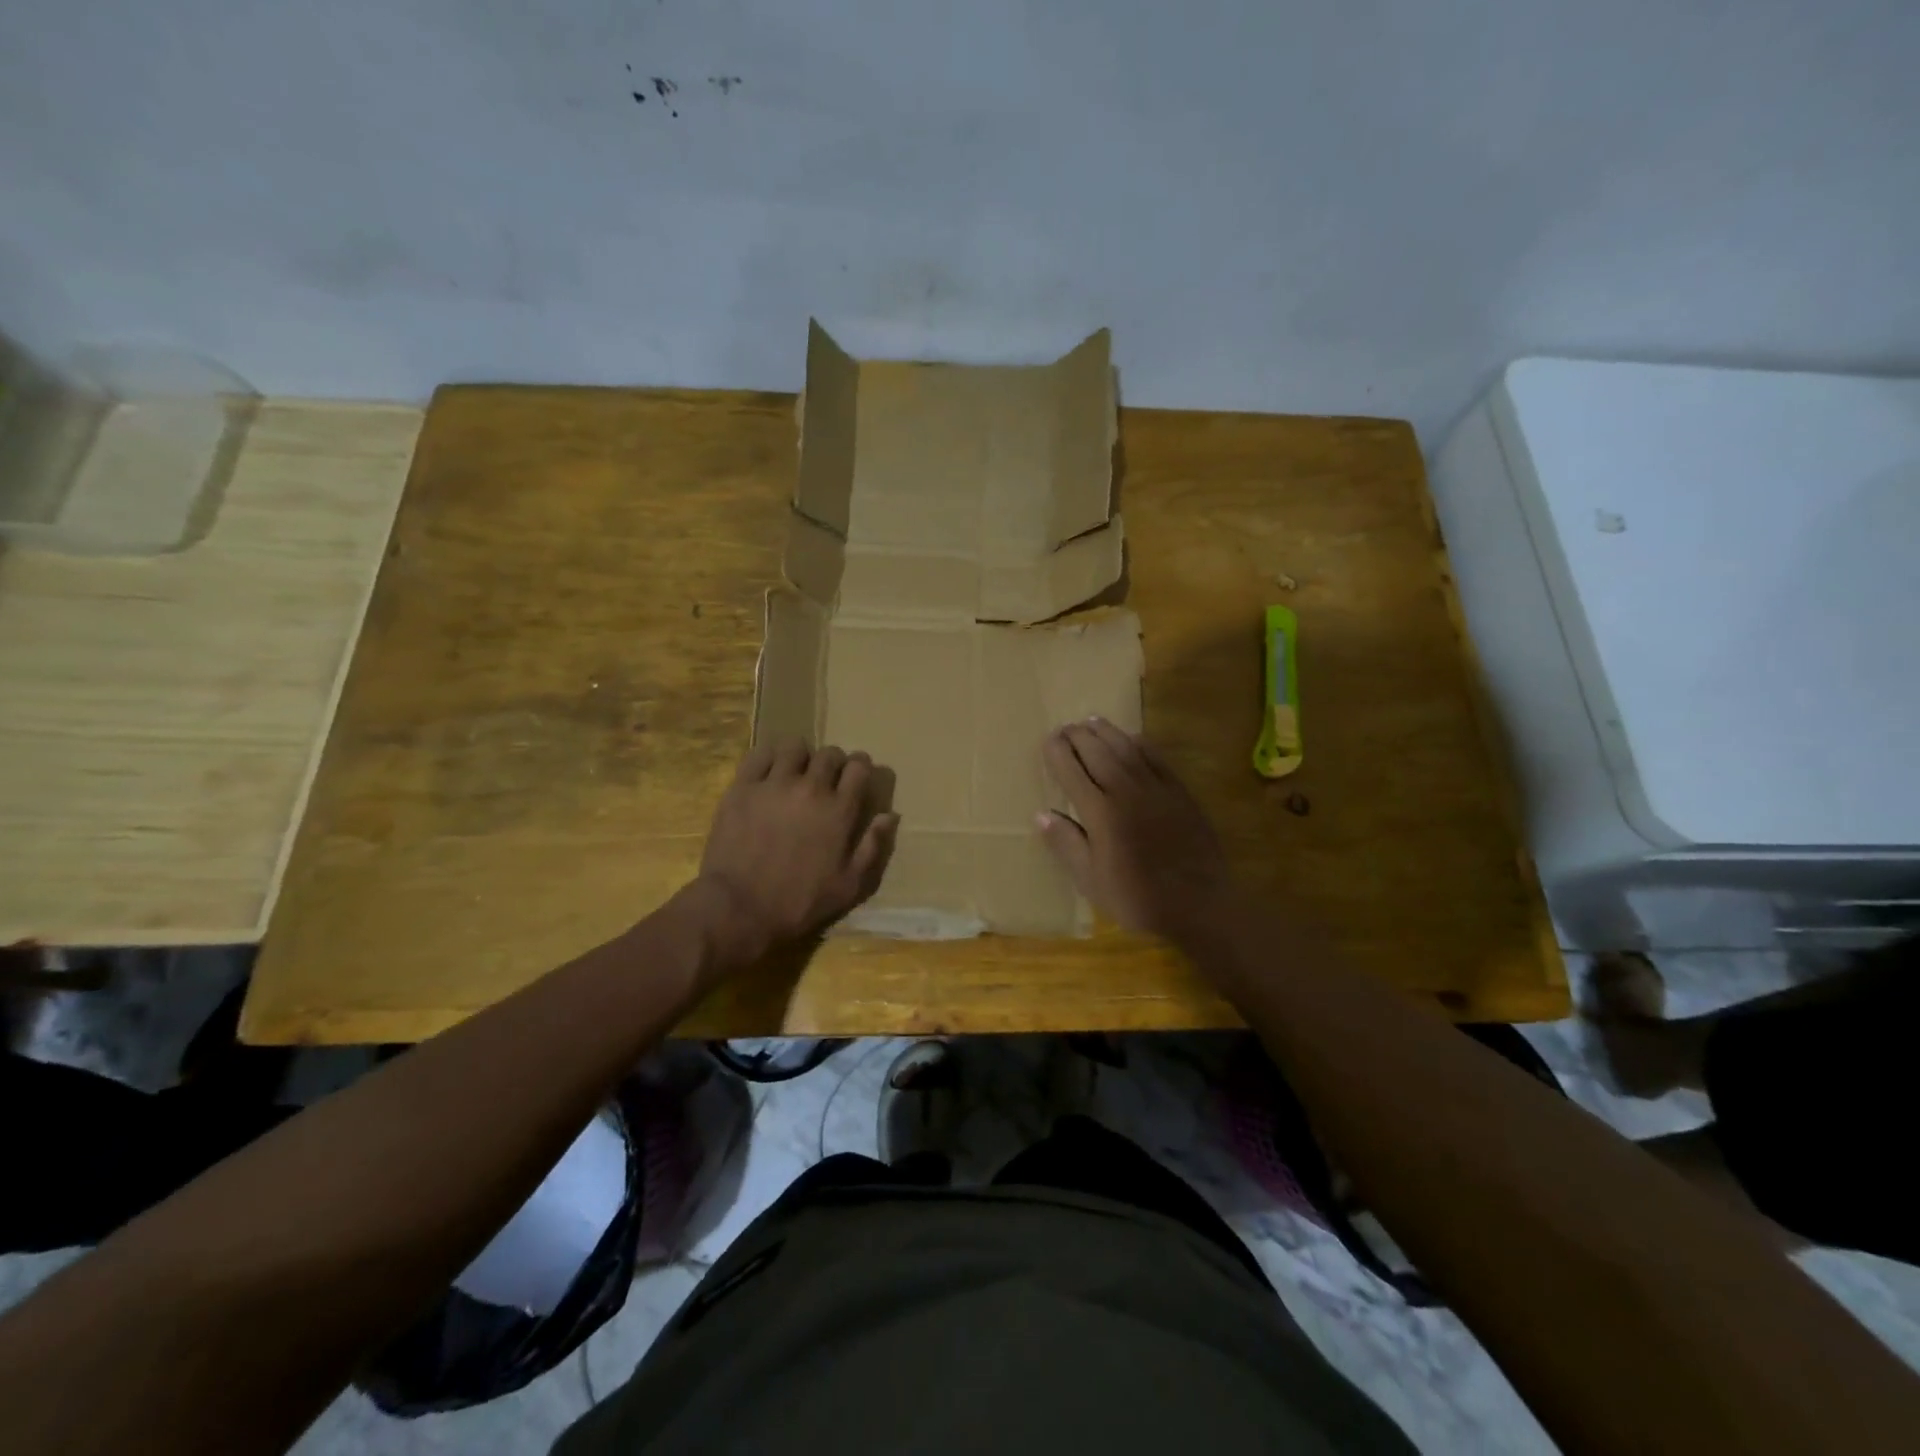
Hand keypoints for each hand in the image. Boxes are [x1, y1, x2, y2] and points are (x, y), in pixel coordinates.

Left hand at [695, 736, 899, 966]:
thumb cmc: (799, 902)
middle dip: (834, 761)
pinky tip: (769, 772)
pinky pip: (759, 754)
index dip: (861, 767)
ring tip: (796, 772)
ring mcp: (774, 784)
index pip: (859, 768)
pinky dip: (769, 757)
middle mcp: (811, 788)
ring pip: (795, 747)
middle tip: (827, 777)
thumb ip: (873, 847)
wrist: (739, 908)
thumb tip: (890, 815)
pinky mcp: (743, 787)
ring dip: (802, 756)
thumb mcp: (849, 886)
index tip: (857, 775)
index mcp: (839, 810)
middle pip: (830, 754)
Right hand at [1038, 719, 1230, 940]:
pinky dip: (1139, 743)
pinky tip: (1131, 739)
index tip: (1048, 740)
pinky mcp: (1180, 792)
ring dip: (1106, 732)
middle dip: (1078, 736)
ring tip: (1090, 721)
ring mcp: (1156, 788)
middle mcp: (1126, 791)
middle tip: (1065, 727)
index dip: (1057, 753)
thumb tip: (1041, 814)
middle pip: (1097, 752)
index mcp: (1100, 813)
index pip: (1072, 772)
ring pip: (1126, 748)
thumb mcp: (1091, 880)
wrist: (1199, 905)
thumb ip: (1066, 844)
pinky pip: (1156, 757)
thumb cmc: (1138, 898)